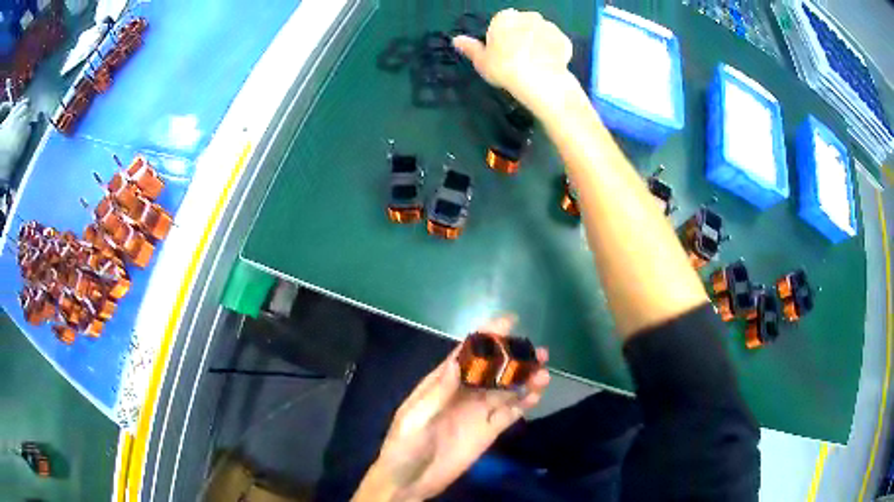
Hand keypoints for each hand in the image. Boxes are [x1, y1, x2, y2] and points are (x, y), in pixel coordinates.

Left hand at [353, 317, 549, 501]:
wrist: (409, 482)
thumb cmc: (404, 446)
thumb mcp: (415, 418)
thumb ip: (438, 392)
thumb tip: (456, 360)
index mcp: (441, 384)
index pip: (467, 354)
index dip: (487, 336)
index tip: (509, 321)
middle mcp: (463, 393)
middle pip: (493, 370)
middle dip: (514, 358)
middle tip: (538, 351)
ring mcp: (477, 413)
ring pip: (505, 390)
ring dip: (524, 379)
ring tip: (543, 373)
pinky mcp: (487, 432)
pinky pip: (509, 413)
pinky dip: (524, 403)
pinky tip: (537, 395)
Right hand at [453, 9, 574, 115]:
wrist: (540, 81)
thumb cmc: (505, 68)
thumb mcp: (482, 61)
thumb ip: (470, 48)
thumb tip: (456, 40)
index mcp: (505, 18)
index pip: (501, 22)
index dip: (501, 37)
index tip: (502, 53)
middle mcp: (528, 16)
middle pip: (522, 24)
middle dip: (521, 36)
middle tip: (518, 58)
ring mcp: (549, 27)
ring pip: (540, 33)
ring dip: (538, 42)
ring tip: (535, 64)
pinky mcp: (564, 40)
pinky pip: (556, 44)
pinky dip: (554, 51)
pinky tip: (549, 65)